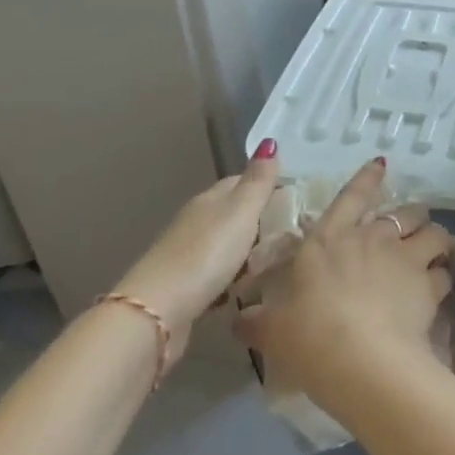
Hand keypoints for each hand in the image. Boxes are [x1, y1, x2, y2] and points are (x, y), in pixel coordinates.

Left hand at [112, 141, 281, 328]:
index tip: (298, 198)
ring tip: (280, 262)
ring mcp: (189, 255)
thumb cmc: (205, 255)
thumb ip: (258, 181)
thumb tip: (269, 141)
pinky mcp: (186, 288)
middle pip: (234, 214)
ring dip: (249, 251)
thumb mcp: (240, 212)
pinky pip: (219, 275)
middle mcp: (197, 222)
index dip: (268, 185)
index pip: (241, 181)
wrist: (156, 313)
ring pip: (227, 245)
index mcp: (210, 200)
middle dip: (262, 220)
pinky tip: (250, 289)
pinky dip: (234, 277)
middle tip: (297, 233)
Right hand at [235, 159, 453, 403]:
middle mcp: (372, 239)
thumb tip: (239, 319)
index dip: (367, 178)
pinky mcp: (428, 285)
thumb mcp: (271, 330)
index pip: (352, 196)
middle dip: (411, 215)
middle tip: (411, 228)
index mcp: (330, 239)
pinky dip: (442, 277)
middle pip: (405, 211)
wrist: (361, 360)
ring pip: (434, 232)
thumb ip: (256, 320)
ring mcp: (405, 259)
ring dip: (435, 239)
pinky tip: (438, 288)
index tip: (382, 163)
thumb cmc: (309, 336)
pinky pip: (444, 272)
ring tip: (435, 251)